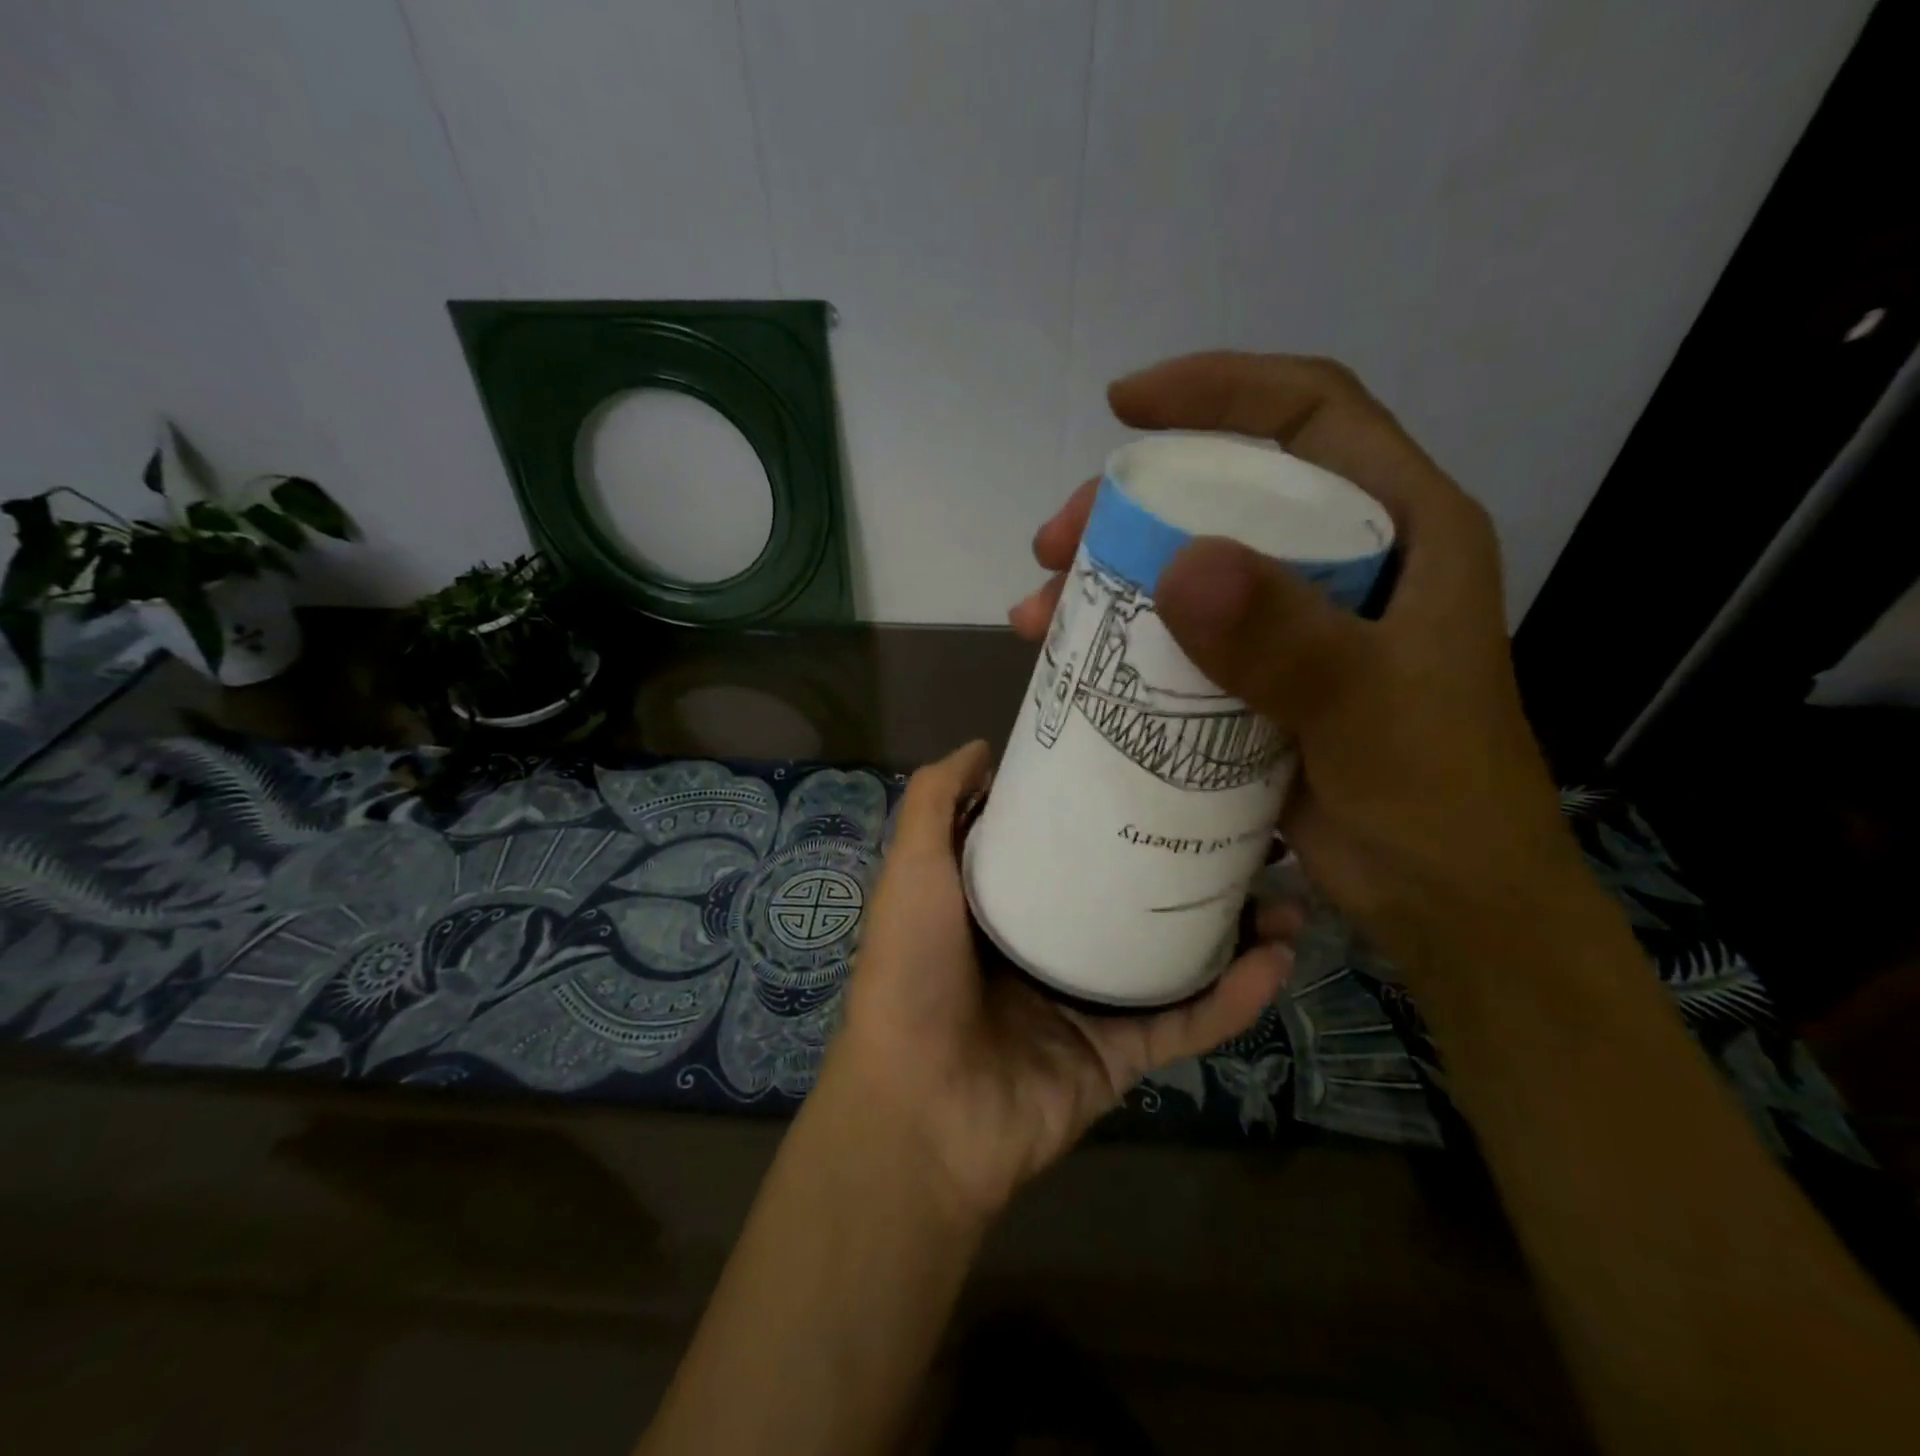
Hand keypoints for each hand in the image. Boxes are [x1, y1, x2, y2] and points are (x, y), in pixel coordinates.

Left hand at [825, 739, 1290, 1220]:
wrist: (920, 1109)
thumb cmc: (912, 970)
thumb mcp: (913, 868)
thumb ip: (936, 802)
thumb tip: (983, 747)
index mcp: (1004, 903)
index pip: (1066, 845)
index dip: (1107, 810)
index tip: (1158, 773)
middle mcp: (1050, 946)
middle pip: (1130, 897)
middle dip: (1187, 866)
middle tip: (1248, 830)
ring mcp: (1089, 1003)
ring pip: (1174, 957)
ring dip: (1234, 929)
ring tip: (1288, 891)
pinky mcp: (1121, 1055)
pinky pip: (1188, 1021)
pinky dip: (1235, 997)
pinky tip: (1279, 958)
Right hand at [1011, 352, 1586, 984]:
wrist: (1449, 907)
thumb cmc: (1437, 805)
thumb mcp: (1366, 714)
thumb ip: (1285, 641)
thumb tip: (1180, 563)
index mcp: (1406, 531)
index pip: (1310, 415)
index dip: (1219, 388)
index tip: (1124, 406)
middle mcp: (1351, 562)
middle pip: (1229, 492)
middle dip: (1130, 505)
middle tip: (1055, 543)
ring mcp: (1302, 623)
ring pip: (1193, 567)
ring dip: (1109, 579)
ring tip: (1039, 613)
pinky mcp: (1264, 679)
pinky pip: (1183, 636)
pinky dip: (1125, 640)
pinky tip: (1072, 661)